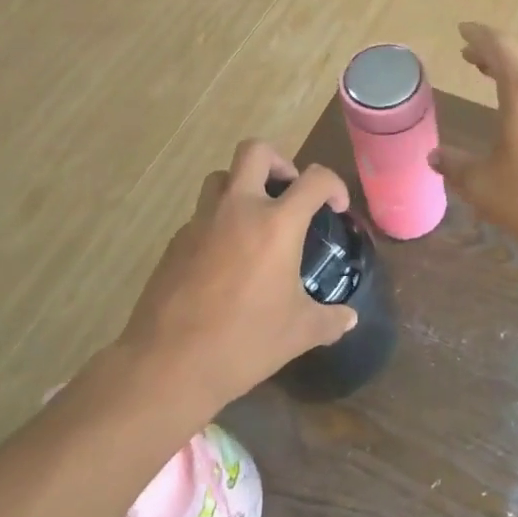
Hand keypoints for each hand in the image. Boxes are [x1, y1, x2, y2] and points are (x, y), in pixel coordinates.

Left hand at [119, 141, 357, 412]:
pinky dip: (218, 223)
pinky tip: (225, 260)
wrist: (168, 365)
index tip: (336, 208)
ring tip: (255, 220)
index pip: (314, 179)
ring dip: (242, 186)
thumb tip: (349, 319)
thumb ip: (329, 320)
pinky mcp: (175, 243)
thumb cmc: (244, 342)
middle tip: (289, 192)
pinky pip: (201, 215)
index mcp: (276, 224)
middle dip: (279, 162)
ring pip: (220, 177)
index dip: (333, 186)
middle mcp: (237, 210)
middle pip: (255, 151)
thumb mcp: (298, 333)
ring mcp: (200, 223)